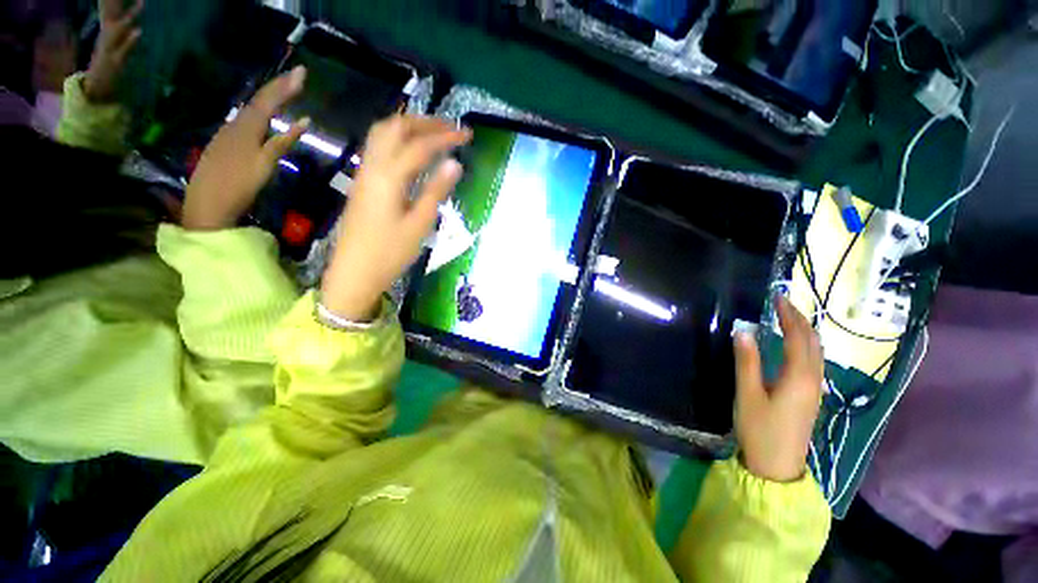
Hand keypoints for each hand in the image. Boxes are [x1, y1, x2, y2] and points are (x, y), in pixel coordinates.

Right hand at [83, 0, 143, 101]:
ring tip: (143, 2)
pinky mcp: (116, 61)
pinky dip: (131, 40)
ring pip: (120, 27)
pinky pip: (125, 49)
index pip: (110, 5)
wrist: (97, 89)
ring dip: (131, 15)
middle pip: (113, 11)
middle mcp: (108, 34)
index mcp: (108, 28)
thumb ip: (123, 26)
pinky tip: (139, 31)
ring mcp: (111, 47)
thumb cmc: (110, 62)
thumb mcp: (116, 40)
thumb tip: (133, 19)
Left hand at [182, 66, 308, 230]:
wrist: (207, 203)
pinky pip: (247, 120)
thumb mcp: (265, 164)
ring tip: (285, 91)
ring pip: (252, 109)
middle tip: (297, 77)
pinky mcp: (226, 144)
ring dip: (270, 98)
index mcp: (247, 127)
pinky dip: (261, 113)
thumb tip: (304, 121)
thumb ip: (283, 142)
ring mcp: (228, 134)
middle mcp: (236, 124)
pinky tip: (266, 116)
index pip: (269, 100)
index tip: (302, 72)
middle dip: (279, 87)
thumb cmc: (239, 185)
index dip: (285, 85)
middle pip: (260, 101)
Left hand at [320, 116, 470, 321]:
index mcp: (389, 177)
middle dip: (425, 122)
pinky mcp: (362, 182)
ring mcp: (364, 172)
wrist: (354, 272)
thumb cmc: (390, 252)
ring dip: (409, 126)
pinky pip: (378, 147)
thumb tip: (455, 163)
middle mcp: (373, 166)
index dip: (446, 137)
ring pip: (383, 133)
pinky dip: (397, 138)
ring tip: (433, 133)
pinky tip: (411, 150)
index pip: (420, 146)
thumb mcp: (419, 224)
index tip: (468, 135)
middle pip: (396, 128)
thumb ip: (436, 191)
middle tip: (451, 128)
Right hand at [734, 296, 823, 482]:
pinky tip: (793, 346)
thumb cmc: (759, 428)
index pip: (797, 336)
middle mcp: (813, 379)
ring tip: (787, 318)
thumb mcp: (747, 393)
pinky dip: (805, 345)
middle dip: (800, 319)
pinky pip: (813, 362)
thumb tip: (744, 330)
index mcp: (799, 376)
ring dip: (804, 331)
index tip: (776, 297)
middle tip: (782, 303)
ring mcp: (814, 389)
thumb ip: (746, 361)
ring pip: (816, 352)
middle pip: (812, 342)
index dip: (788, 315)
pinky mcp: (810, 397)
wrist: (777, 466)